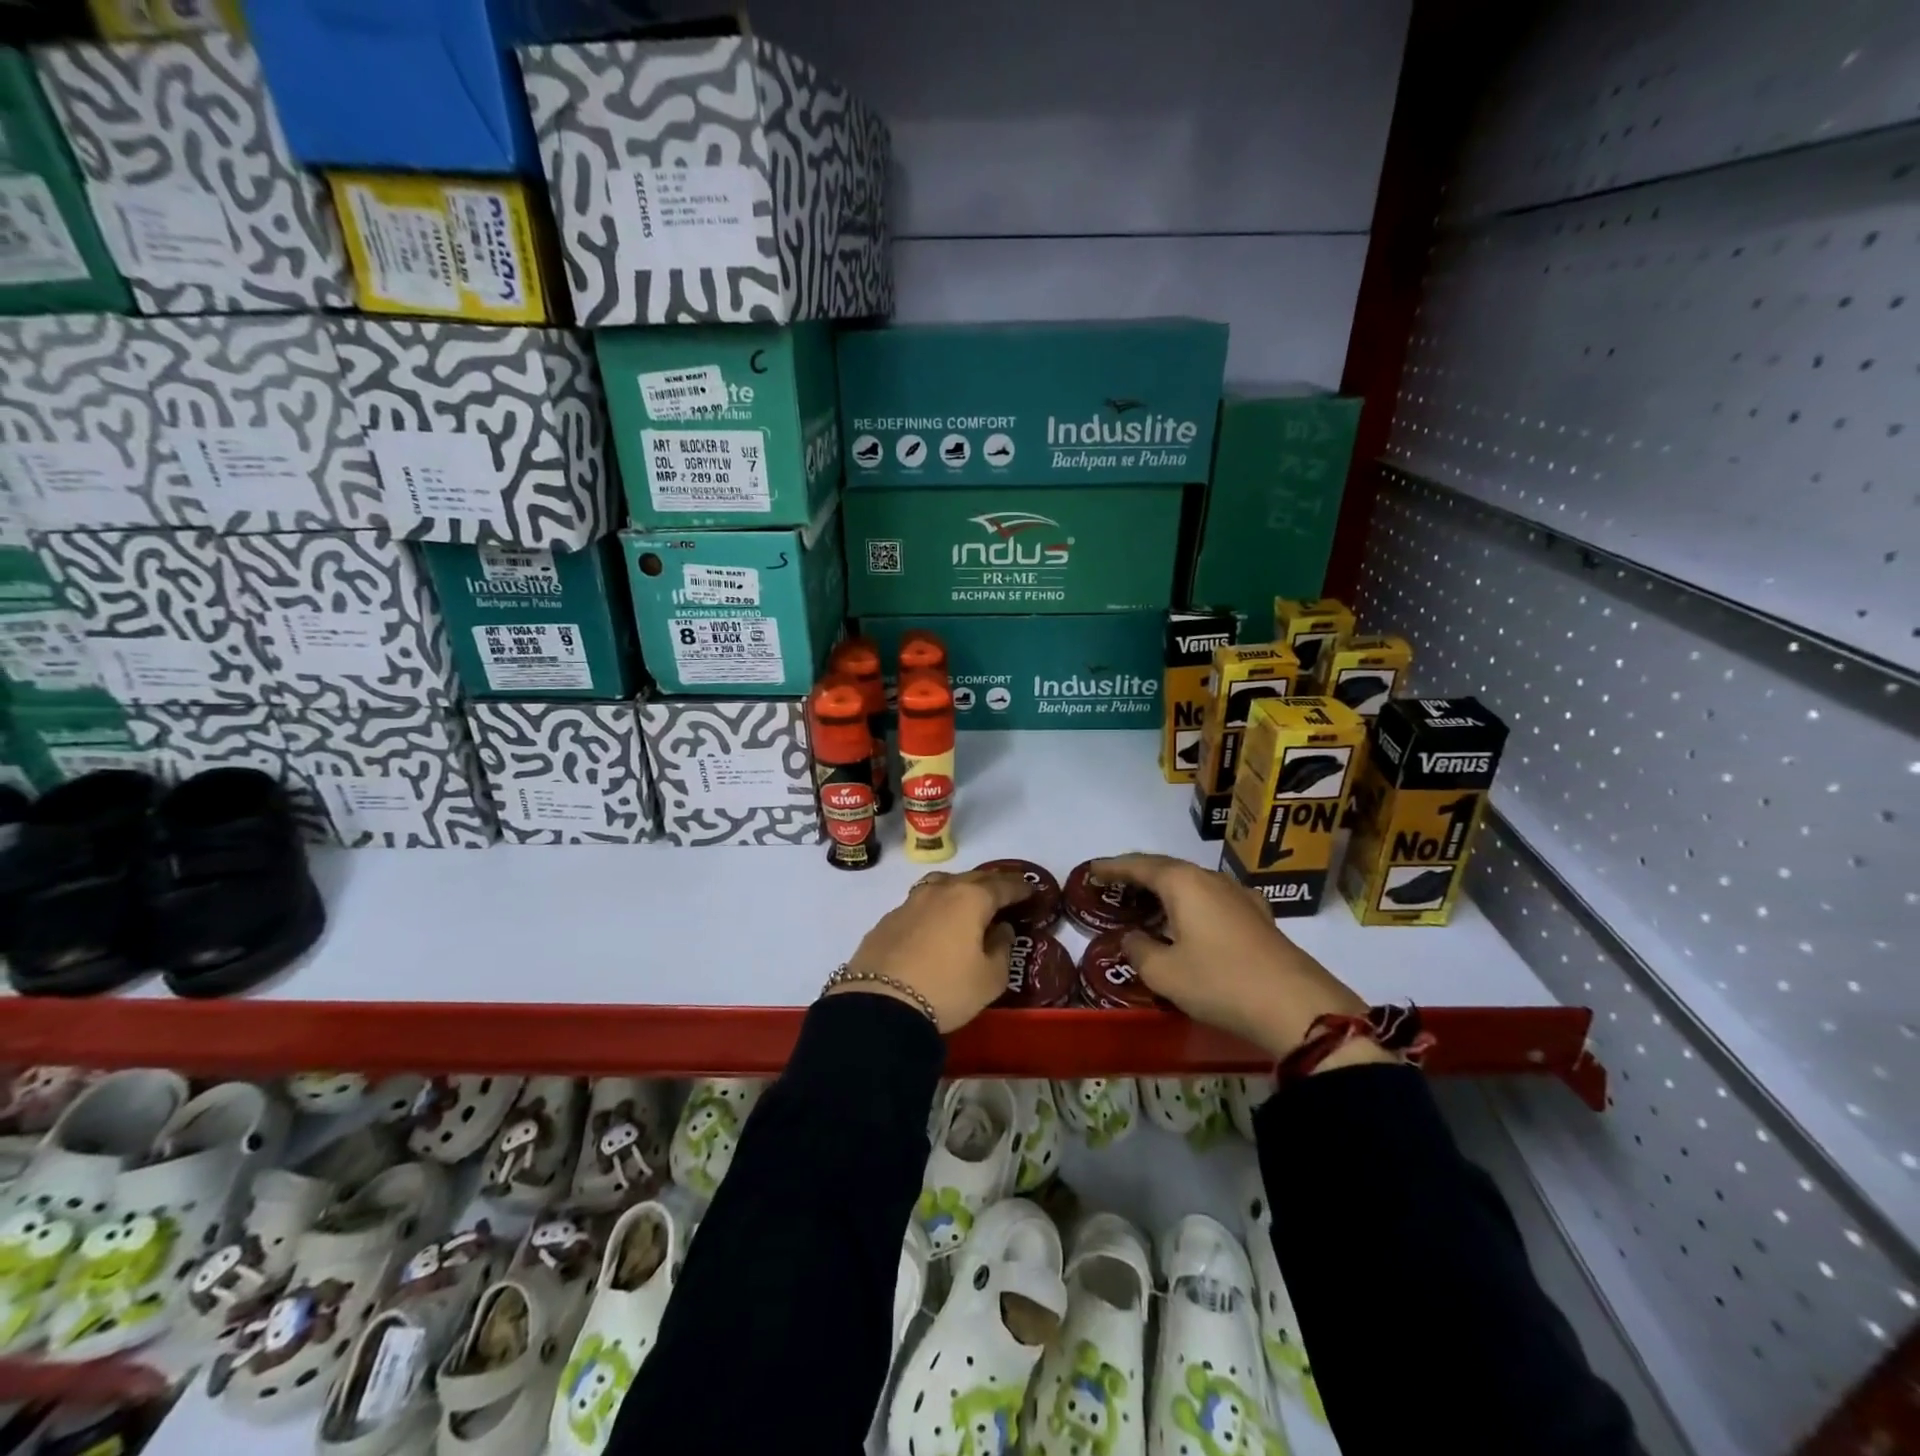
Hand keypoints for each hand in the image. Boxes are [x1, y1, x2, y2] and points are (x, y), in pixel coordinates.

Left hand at [831, 870, 1027, 1032]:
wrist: (880, 1003)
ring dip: (959, 889)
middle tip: (1005, 892)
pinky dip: (935, 909)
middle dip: (992, 883)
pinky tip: (935, 924)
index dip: (1020, 887)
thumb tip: (1001, 930)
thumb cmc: (947, 989)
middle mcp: (940, 890)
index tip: (1032, 889)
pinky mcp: (888, 919)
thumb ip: (1002, 948)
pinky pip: (920, 905)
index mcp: (971, 899)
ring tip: (968, 902)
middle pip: (972, 878)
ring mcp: (910, 902)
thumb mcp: (990, 978)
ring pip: (942, 885)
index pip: (1003, 885)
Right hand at [1092, 853, 1372, 1059]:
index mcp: (1183, 883)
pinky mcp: (1257, 917)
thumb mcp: (1165, 973)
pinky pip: (1211, 899)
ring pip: (1191, 883)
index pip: (1138, 865)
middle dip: (1138, 875)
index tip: (1091, 870)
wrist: (1297, 1006)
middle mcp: (1210, 879)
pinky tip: (1190, 922)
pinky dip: (1190, 904)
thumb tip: (1132, 938)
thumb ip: (1138, 950)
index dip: (1112, 867)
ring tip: (1146, 904)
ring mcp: (1239, 896)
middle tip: (1114, 885)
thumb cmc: (1220, 982)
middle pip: (1166, 868)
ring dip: (1165, 890)